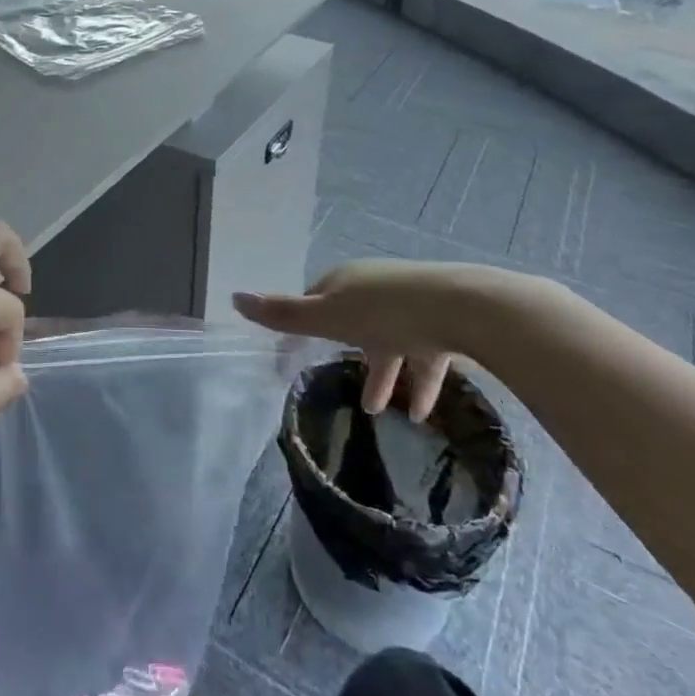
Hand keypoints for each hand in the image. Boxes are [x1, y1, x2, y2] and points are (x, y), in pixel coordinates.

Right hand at [234, 258, 529, 418]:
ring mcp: (411, 305)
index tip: (298, 349)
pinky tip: (421, 414)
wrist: (460, 307)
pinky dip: (419, 384)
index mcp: (345, 281)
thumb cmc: (384, 312)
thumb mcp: (326, 316)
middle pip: (355, 322)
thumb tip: (234, 297)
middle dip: (349, 353)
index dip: (306, 322)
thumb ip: (283, 314)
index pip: (317, 299)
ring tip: (382, 411)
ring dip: (386, 377)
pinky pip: (424, 356)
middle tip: (339, 381)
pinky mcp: (443, 324)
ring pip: (391, 343)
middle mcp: (376, 288)